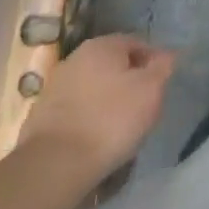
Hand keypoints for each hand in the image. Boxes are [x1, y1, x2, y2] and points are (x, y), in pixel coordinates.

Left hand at [19, 34, 175, 179]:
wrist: (54, 166)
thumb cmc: (111, 120)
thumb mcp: (151, 90)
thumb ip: (162, 67)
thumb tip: (166, 55)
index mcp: (102, 45)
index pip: (137, 43)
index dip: (154, 62)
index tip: (162, 86)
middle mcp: (76, 58)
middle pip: (113, 65)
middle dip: (130, 81)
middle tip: (145, 106)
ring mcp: (55, 87)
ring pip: (94, 88)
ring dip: (109, 101)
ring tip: (122, 127)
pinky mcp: (42, 116)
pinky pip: (77, 110)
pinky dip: (90, 119)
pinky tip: (97, 139)